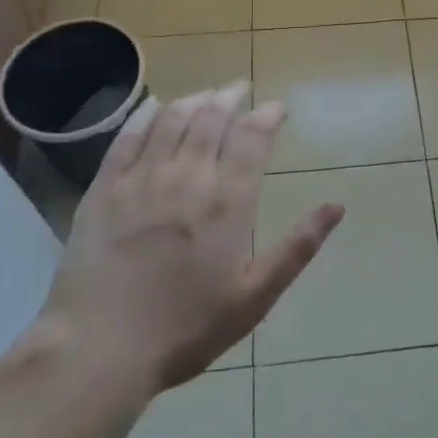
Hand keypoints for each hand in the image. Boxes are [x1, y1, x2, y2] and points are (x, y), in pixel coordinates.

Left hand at [42, 83, 343, 395]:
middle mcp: (188, 176)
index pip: (253, 137)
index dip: (267, 116)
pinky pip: (129, 136)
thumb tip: (337, 206)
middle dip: (231, 97)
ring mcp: (142, 177)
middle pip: (212, 118)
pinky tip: (156, 107)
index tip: (277, 109)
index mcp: (228, 201)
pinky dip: (147, 114)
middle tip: (240, 89)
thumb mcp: (255, 297)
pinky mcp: (104, 187)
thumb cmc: (186, 327)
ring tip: (207, 94)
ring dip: (195, 100)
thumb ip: (297, 247)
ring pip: (173, 119)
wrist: (100, 348)